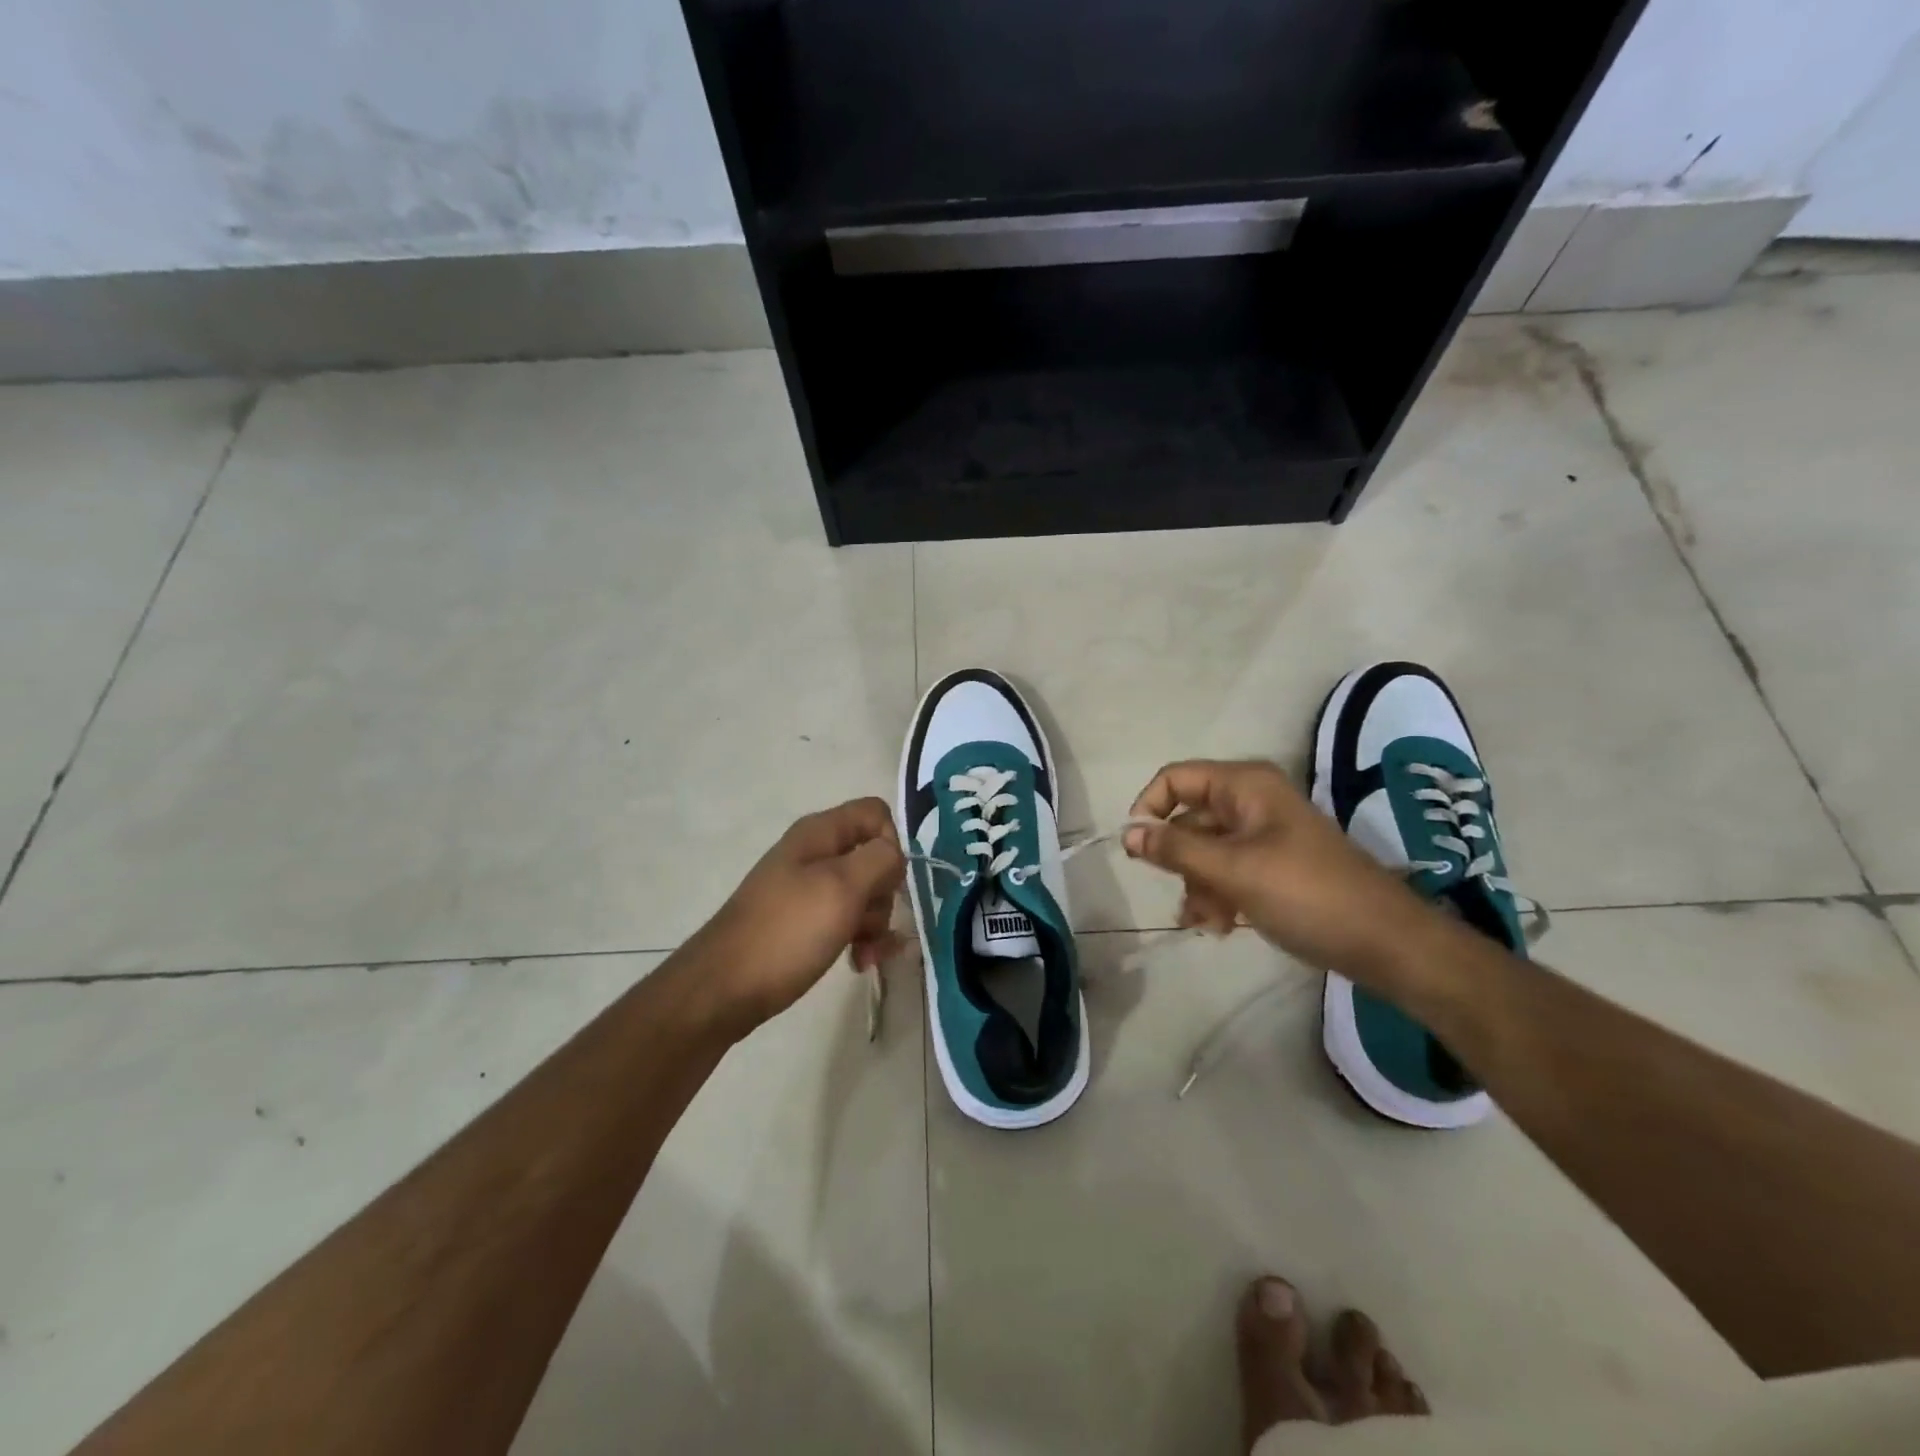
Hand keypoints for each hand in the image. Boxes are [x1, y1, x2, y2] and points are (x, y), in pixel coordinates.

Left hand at [685, 797, 906, 1036]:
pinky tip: (859, 962)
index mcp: (820, 833)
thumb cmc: (787, 932)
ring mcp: (806, 889)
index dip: (892, 844)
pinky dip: (859, 938)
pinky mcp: (803, 922)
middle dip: (884, 894)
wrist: (723, 989)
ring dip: (875, 924)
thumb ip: (879, 859)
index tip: (887, 882)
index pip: (876, 814)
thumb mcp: (841, 888)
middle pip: (873, 857)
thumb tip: (894, 852)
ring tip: (867, 955)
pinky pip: (845, 920)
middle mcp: (814, 854)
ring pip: (863, 893)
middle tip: (870, 924)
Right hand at [1125, 760, 1442, 986]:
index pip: (1175, 779)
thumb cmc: (1306, 894)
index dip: (1149, 808)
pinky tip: (1221, 927)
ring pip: (1205, 850)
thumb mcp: (1232, 870)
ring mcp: (1264, 835)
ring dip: (1196, 885)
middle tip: (1178, 894)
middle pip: (1189, 818)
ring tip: (1205, 922)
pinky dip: (1218, 894)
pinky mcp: (1274, 865)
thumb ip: (1175, 849)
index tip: (1136, 850)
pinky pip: (1228, 870)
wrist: (1386, 943)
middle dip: (1178, 860)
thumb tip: (1127, 832)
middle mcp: (1252, 801)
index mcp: (1245, 785)